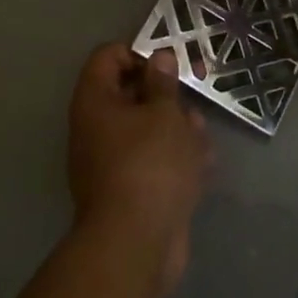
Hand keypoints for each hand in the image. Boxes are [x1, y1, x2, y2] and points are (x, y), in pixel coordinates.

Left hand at [67, 43, 211, 292]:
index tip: (170, 62)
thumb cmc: (149, 165)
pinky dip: (177, 160)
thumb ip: (163, 83)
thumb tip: (159, 58)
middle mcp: (97, 128)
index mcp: (95, 102)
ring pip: (148, 130)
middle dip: (167, 94)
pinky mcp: (133, 190)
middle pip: (132, 94)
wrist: (136, 245)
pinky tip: (203, 166)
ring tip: (200, 137)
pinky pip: (155, 162)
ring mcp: (114, 162)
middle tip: (197, 90)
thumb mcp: (163, 114)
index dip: (139, 52)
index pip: (108, 58)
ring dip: (178, 129)